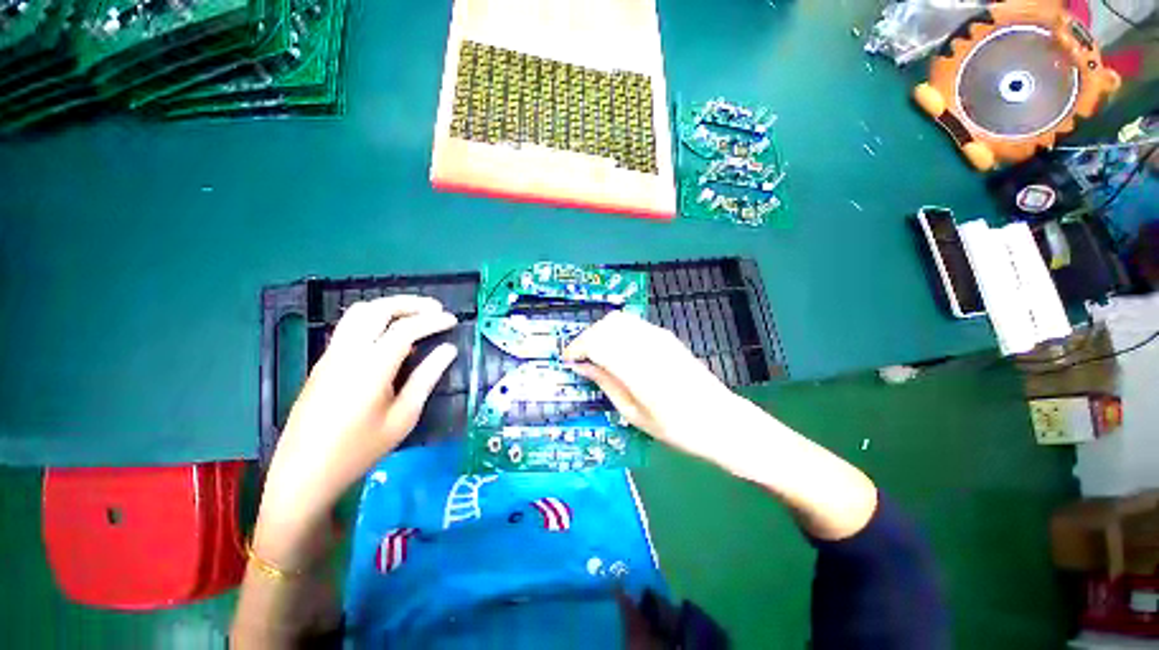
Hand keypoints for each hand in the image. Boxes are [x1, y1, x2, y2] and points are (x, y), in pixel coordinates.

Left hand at [256, 295, 457, 564]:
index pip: (405, 329)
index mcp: (370, 368)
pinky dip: (375, 320)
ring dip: (389, 307)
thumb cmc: (360, 450)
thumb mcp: (403, 417)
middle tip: (435, 309)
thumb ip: (427, 378)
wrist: (304, 474)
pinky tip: (390, 337)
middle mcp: (346, 353)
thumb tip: (448, 350)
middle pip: (376, 309)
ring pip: (358, 314)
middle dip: (409, 304)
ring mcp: (330, 356)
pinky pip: (350, 328)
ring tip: (415, 315)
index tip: (453, 320)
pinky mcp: (322, 364)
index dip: (432, 321)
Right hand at [562, 311, 740, 460]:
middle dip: (587, 338)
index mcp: (638, 370)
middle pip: (606, 325)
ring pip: (619, 319)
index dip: (577, 347)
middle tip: (581, 358)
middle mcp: (647, 346)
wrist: (719, 419)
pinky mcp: (666, 336)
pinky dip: (617, 331)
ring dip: (601, 332)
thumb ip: (606, 384)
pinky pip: (633, 323)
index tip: (569, 360)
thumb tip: (583, 367)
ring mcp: (659, 337)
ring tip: (596, 353)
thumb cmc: (676, 428)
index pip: (597, 342)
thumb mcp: (634, 414)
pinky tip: (617, 349)